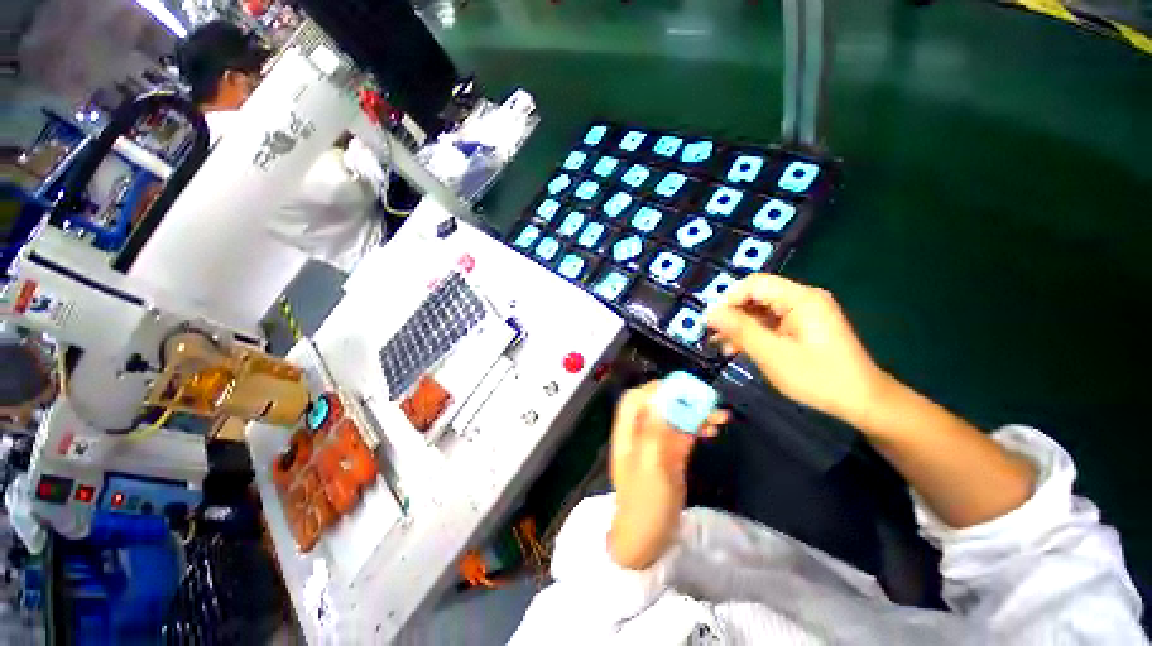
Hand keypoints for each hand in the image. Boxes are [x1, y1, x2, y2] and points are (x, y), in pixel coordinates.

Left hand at [608, 382, 726, 569]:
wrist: (649, 540)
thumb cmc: (645, 504)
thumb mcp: (649, 466)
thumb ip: (654, 430)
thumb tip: (660, 398)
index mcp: (627, 433)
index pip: (635, 399)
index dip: (655, 389)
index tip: (681, 388)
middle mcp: (640, 432)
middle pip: (657, 404)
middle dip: (681, 398)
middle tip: (706, 398)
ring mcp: (656, 442)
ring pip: (674, 417)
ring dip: (694, 412)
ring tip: (719, 415)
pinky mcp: (671, 453)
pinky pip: (684, 432)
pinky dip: (698, 426)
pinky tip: (714, 427)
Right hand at [706, 274, 888, 423]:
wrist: (862, 402)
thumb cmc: (818, 378)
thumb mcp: (772, 354)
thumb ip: (740, 330)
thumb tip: (710, 313)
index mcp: (800, 299)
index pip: (754, 284)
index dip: (728, 299)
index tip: (710, 321)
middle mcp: (802, 299)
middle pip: (755, 296)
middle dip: (731, 315)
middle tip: (712, 336)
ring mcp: (802, 314)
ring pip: (759, 311)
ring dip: (738, 327)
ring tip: (720, 347)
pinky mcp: (801, 327)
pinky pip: (769, 323)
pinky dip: (752, 334)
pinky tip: (737, 349)